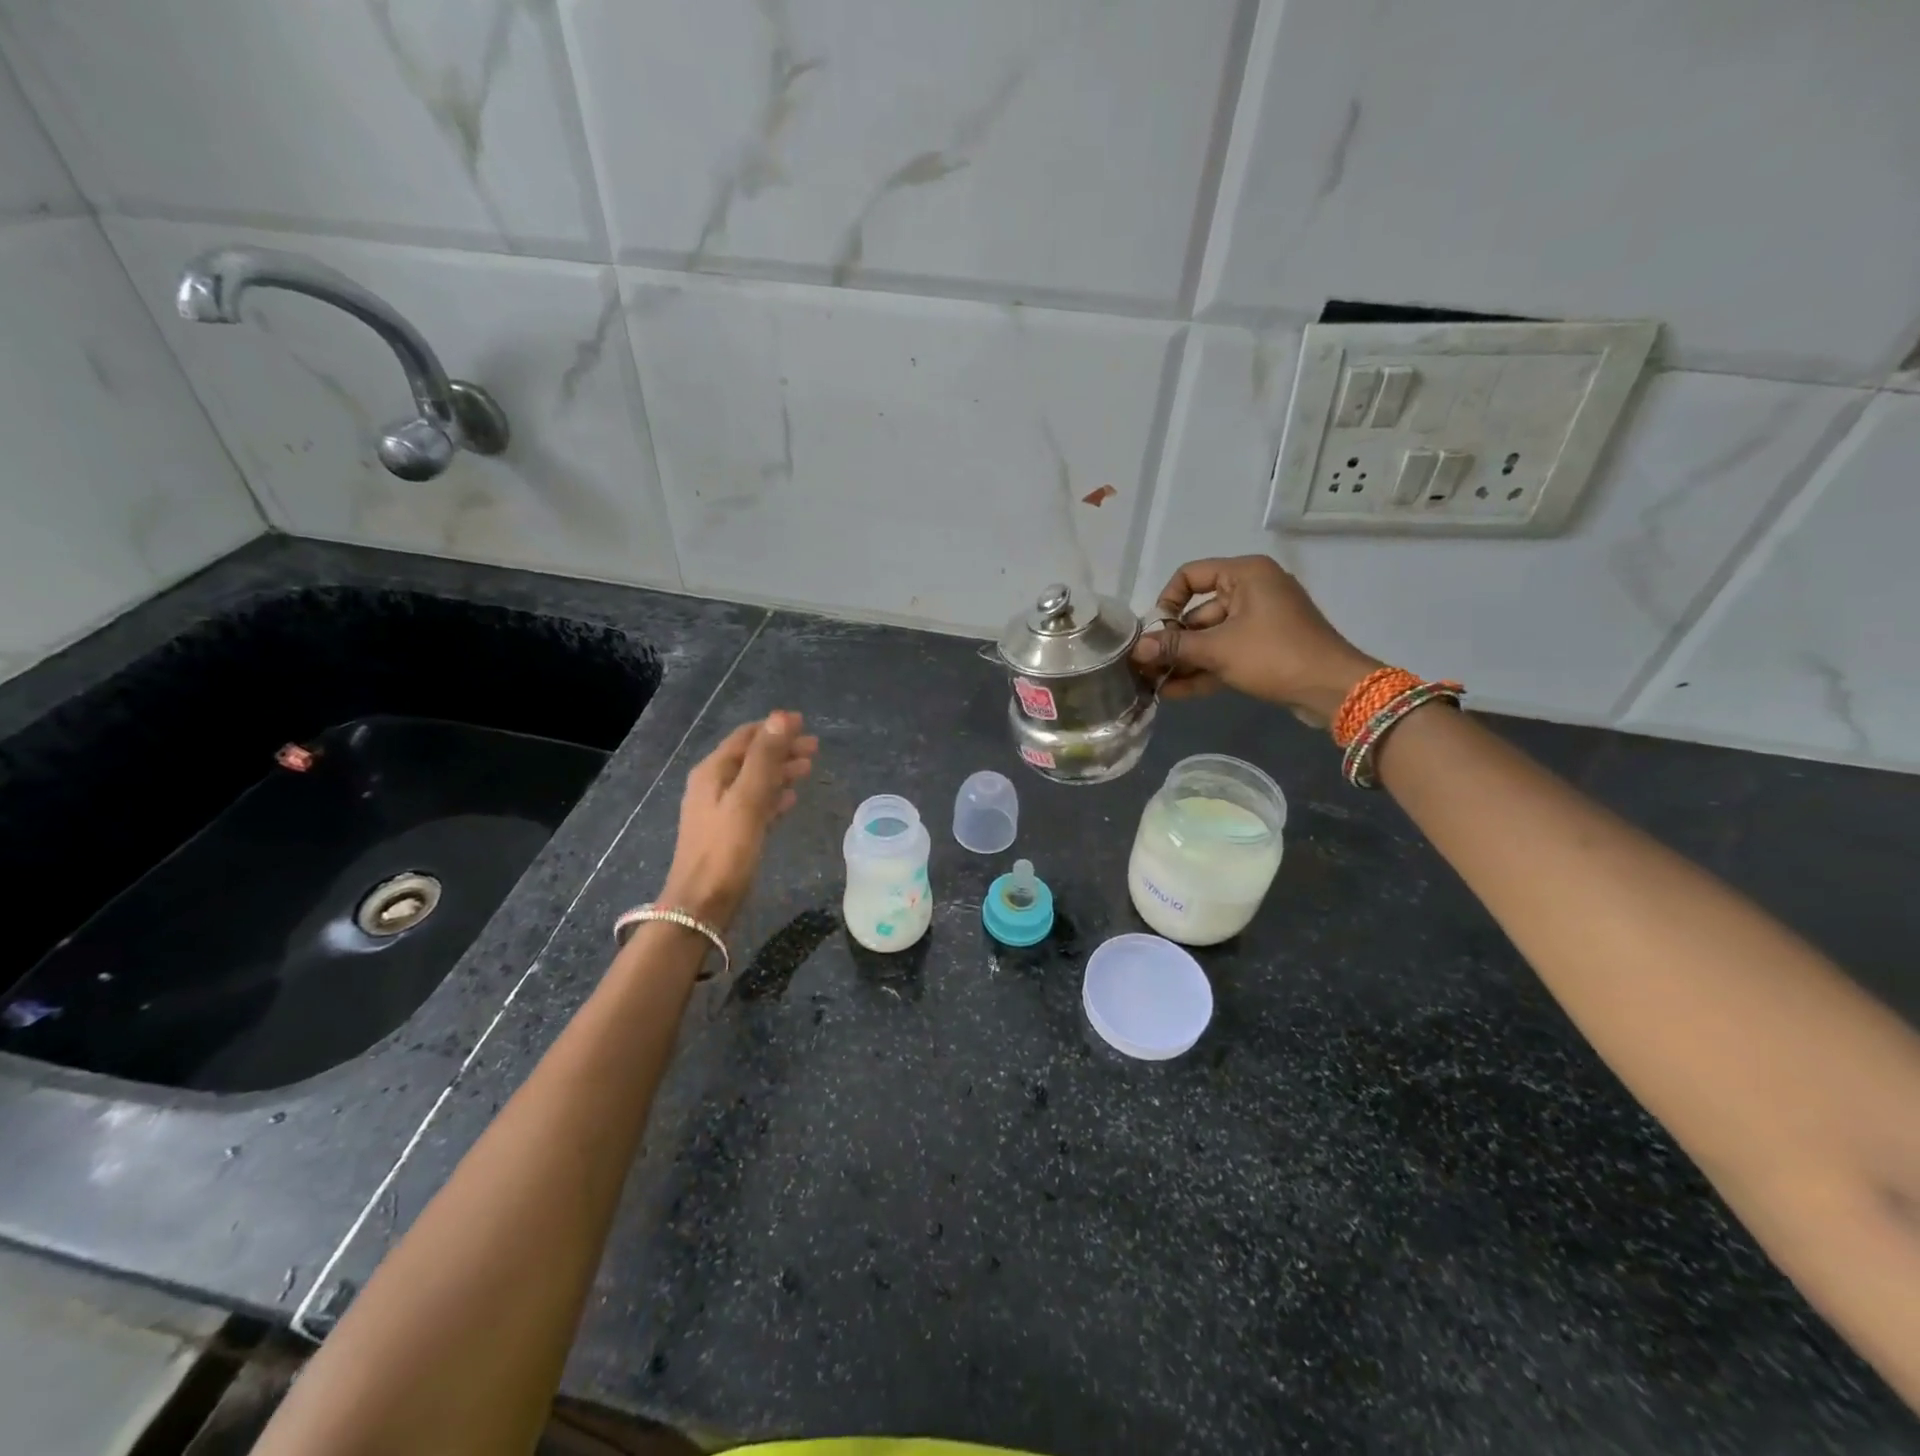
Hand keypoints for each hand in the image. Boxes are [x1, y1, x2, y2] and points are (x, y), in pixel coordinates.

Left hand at [659, 711, 817, 928]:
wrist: (701, 906)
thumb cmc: (725, 851)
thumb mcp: (748, 800)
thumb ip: (765, 758)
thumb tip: (782, 718)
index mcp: (713, 772)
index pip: (746, 737)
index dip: (774, 728)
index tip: (804, 723)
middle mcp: (712, 786)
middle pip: (751, 757)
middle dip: (781, 749)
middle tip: (815, 748)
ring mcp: (719, 810)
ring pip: (754, 780)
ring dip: (780, 771)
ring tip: (808, 769)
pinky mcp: (728, 833)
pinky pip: (754, 804)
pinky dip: (773, 795)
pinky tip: (790, 800)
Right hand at [1132, 556, 1379, 723]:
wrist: (1333, 690)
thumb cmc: (1274, 655)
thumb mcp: (1219, 649)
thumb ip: (1175, 646)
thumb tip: (1136, 649)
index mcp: (1245, 574)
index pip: (1190, 575)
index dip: (1166, 601)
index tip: (1155, 630)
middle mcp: (1252, 590)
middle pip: (1198, 612)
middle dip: (1172, 642)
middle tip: (1145, 666)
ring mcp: (1259, 621)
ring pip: (1210, 637)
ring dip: (1184, 661)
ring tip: (1153, 685)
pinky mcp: (1263, 648)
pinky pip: (1225, 653)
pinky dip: (1204, 670)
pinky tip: (1174, 693)